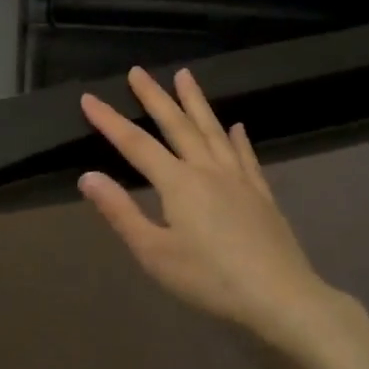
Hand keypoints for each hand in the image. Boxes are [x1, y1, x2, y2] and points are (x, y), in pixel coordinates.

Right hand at [79, 67, 365, 362]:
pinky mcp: (261, 194)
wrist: (280, 297)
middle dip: (155, 97)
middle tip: (139, 71)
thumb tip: (88, 176)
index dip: (110, 120)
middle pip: (177, 125)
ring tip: (185, 77)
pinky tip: (237, 127)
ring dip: (196, 102)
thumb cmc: (209, 279)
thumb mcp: (154, 253)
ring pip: (213, 131)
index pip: (135, 144)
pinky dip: (239, 138)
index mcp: (178, 183)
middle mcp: (208, 170)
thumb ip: (121, 212)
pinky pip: (246, 156)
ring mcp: (239, 179)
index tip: (89, 98)